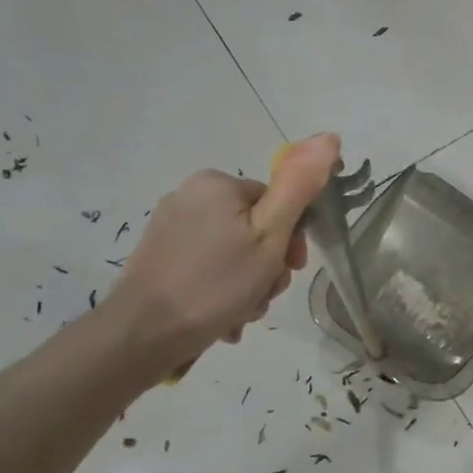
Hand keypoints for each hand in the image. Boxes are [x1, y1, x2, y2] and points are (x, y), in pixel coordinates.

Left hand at [105, 134, 339, 371]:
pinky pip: (208, 266)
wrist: (143, 335)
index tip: (290, 270)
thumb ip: (299, 187)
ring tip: (243, 312)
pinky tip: (224, 317)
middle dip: (268, 266)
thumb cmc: (216, 283)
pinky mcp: (160, 257)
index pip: (277, 203)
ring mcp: (170, 228)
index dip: (291, 239)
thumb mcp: (270, 235)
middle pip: (255, 228)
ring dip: (249, 283)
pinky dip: (223, 290)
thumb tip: (329, 137)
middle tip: (264, 295)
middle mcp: (189, 196)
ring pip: (234, 251)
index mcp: (217, 184)